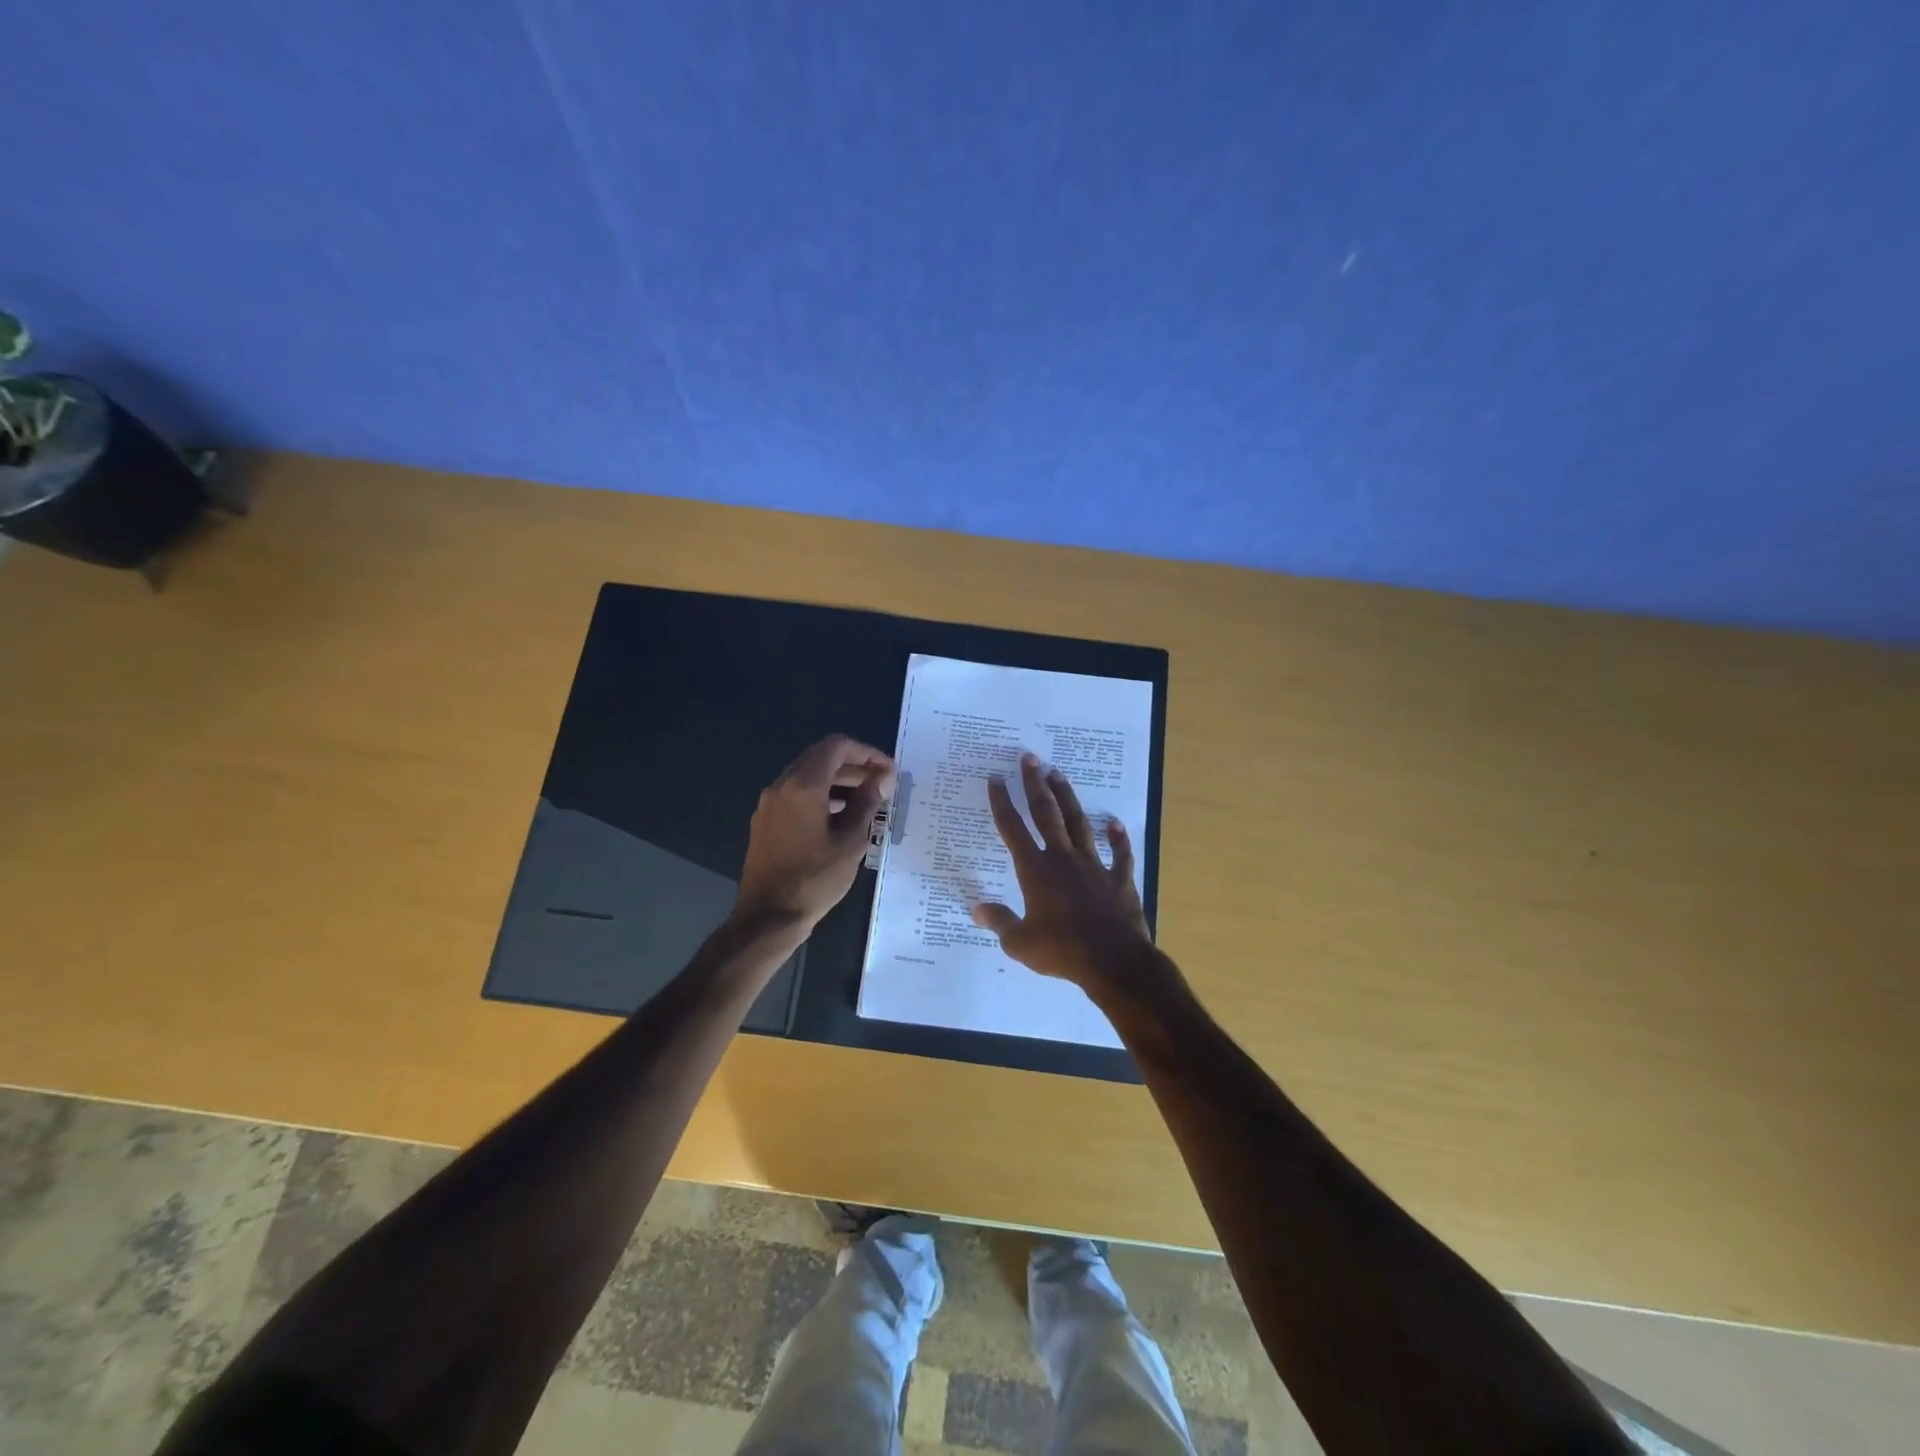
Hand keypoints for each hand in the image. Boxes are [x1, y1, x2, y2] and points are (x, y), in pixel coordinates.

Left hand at [735, 735, 893, 930]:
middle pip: (821, 757)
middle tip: (882, 784)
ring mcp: (770, 804)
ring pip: (808, 776)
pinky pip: (796, 794)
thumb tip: (882, 779)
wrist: (767, 918)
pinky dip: (821, 795)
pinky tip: (841, 817)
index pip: (837, 746)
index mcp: (803, 785)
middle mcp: (782, 786)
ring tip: (867, 801)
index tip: (888, 771)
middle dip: (854, 765)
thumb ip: (867, 804)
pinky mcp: (766, 821)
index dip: (867, 753)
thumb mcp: (850, 842)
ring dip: (838, 781)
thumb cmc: (814, 879)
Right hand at [972, 753, 1169, 1003]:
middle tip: (1029, 758)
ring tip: (1058, 774)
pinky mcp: (1119, 879)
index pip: (1013, 830)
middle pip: (1047, 814)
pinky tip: (1113, 823)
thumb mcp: (1020, 943)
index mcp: (1036, 871)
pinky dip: (1117, 838)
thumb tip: (977, 909)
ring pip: (1079, 824)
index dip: (1002, 803)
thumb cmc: (1062, 951)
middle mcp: (1063, 859)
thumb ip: (999, 922)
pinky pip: (1119, 854)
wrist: (1113, 961)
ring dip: (1068, 798)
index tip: (996, 779)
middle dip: (1035, 785)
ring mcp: (1094, 866)